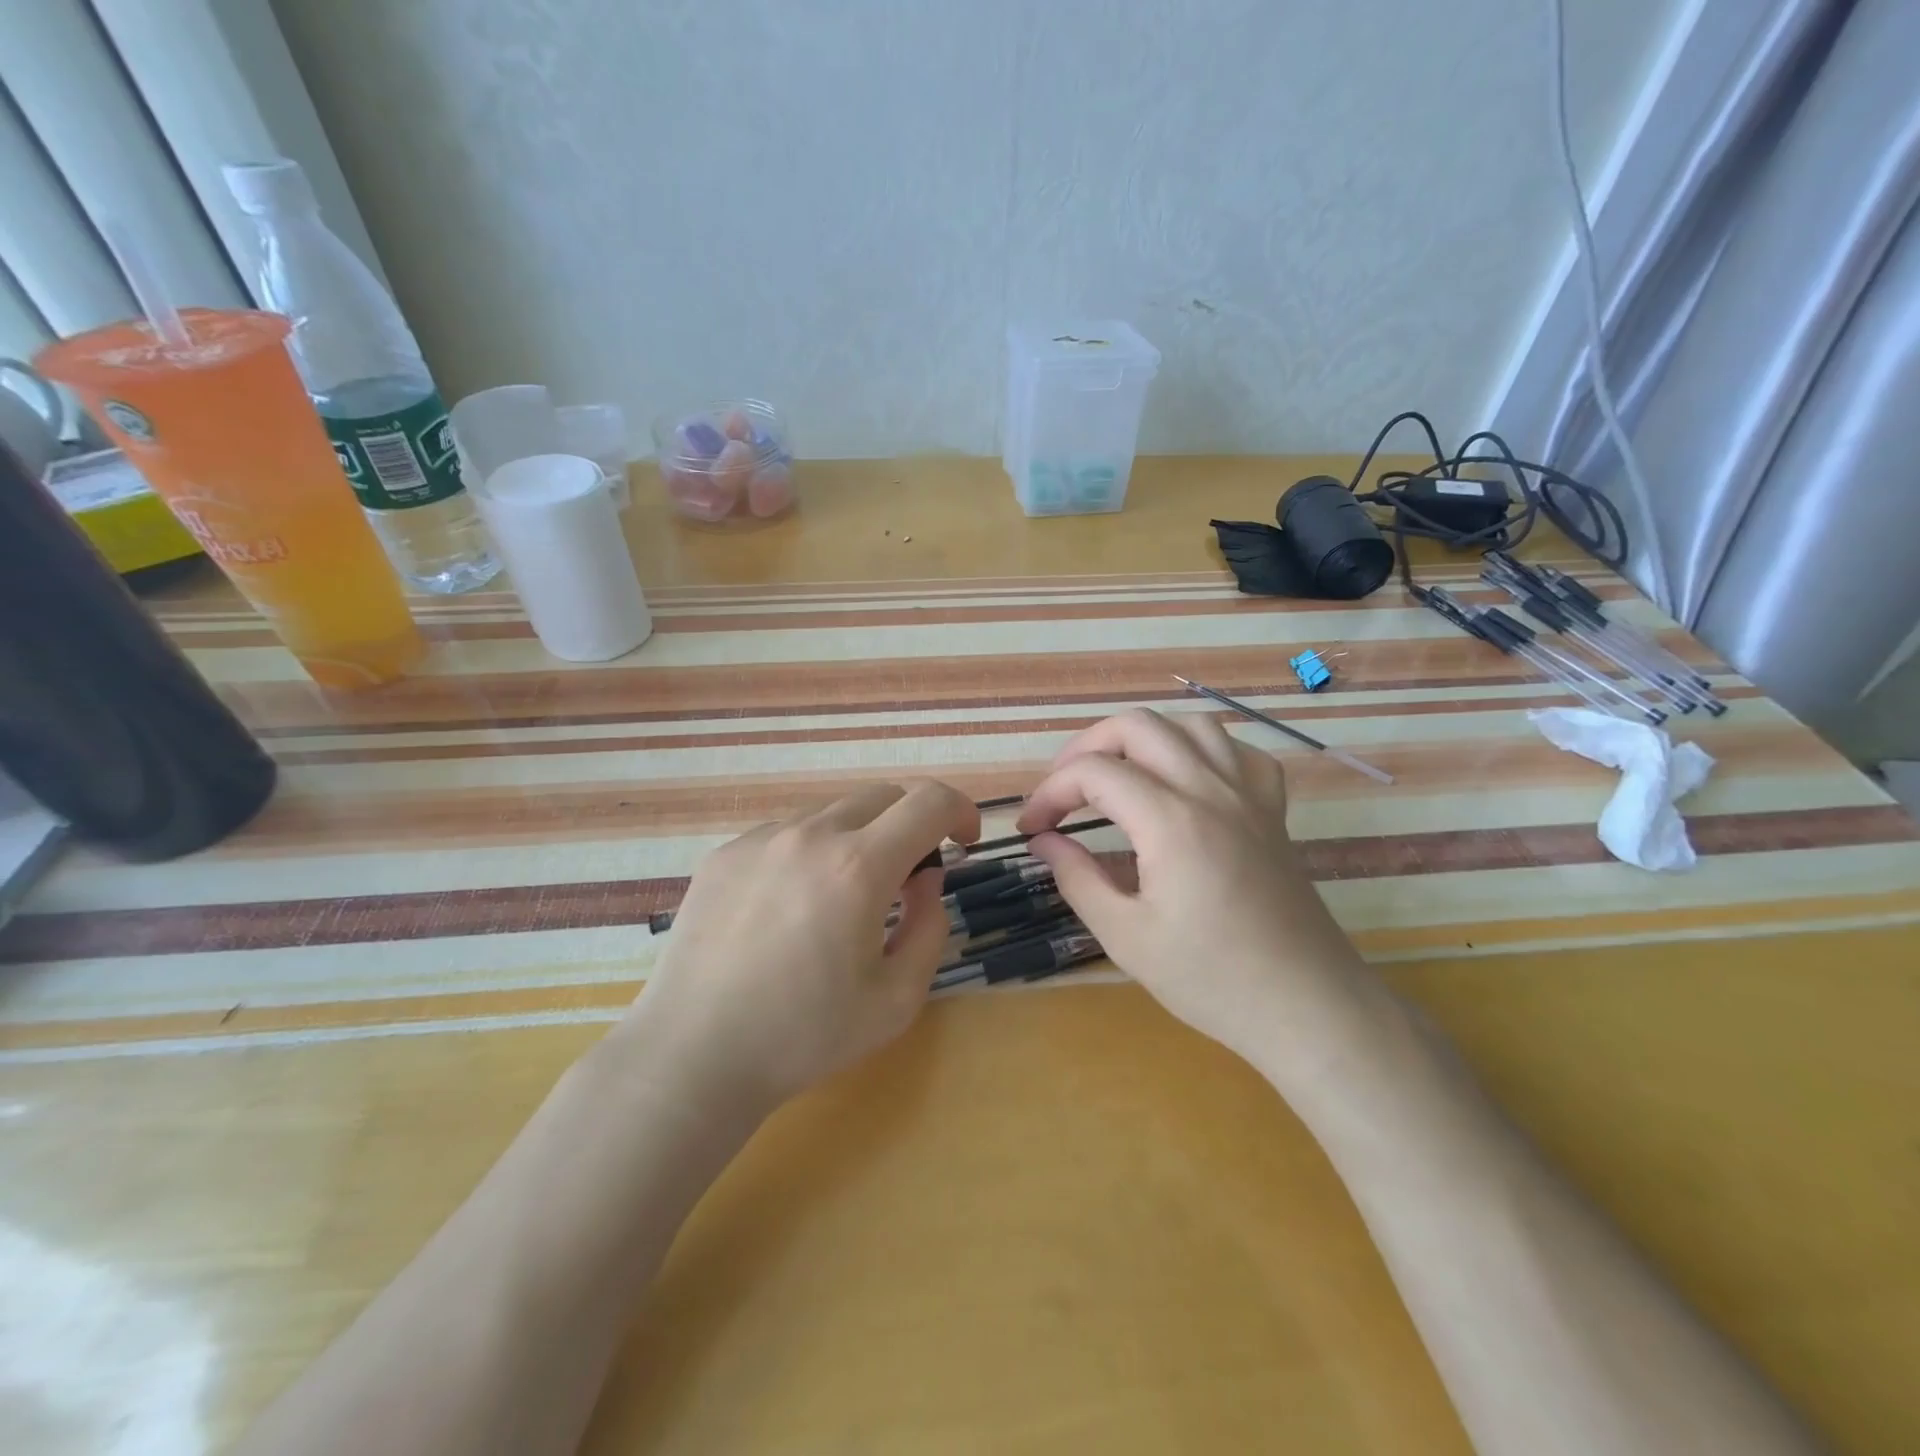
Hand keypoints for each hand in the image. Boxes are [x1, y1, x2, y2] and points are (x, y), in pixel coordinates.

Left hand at [620, 781, 979, 1117]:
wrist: (693, 1056)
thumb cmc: (804, 1036)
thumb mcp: (898, 998)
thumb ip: (930, 925)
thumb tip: (926, 879)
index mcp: (858, 866)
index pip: (929, 801)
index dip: (961, 812)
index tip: (964, 843)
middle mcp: (810, 835)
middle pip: (883, 796)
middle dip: (912, 824)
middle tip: (908, 878)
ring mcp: (761, 839)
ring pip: (834, 813)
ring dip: (860, 839)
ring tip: (843, 900)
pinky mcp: (725, 854)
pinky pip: (788, 834)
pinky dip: (811, 854)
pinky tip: (790, 909)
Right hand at [1015, 710, 1379, 1073]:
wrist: (1307, 1007)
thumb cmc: (1211, 980)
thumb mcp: (1126, 937)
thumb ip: (1077, 878)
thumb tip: (1044, 842)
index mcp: (1171, 821)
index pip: (1094, 772)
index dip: (1050, 792)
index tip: (1031, 828)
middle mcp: (1211, 791)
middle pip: (1137, 726)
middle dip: (1086, 747)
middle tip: (1063, 790)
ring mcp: (1249, 795)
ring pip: (1190, 725)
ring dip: (1143, 739)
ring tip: (1118, 774)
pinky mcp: (1273, 810)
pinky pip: (1238, 752)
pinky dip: (1201, 751)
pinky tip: (1186, 780)